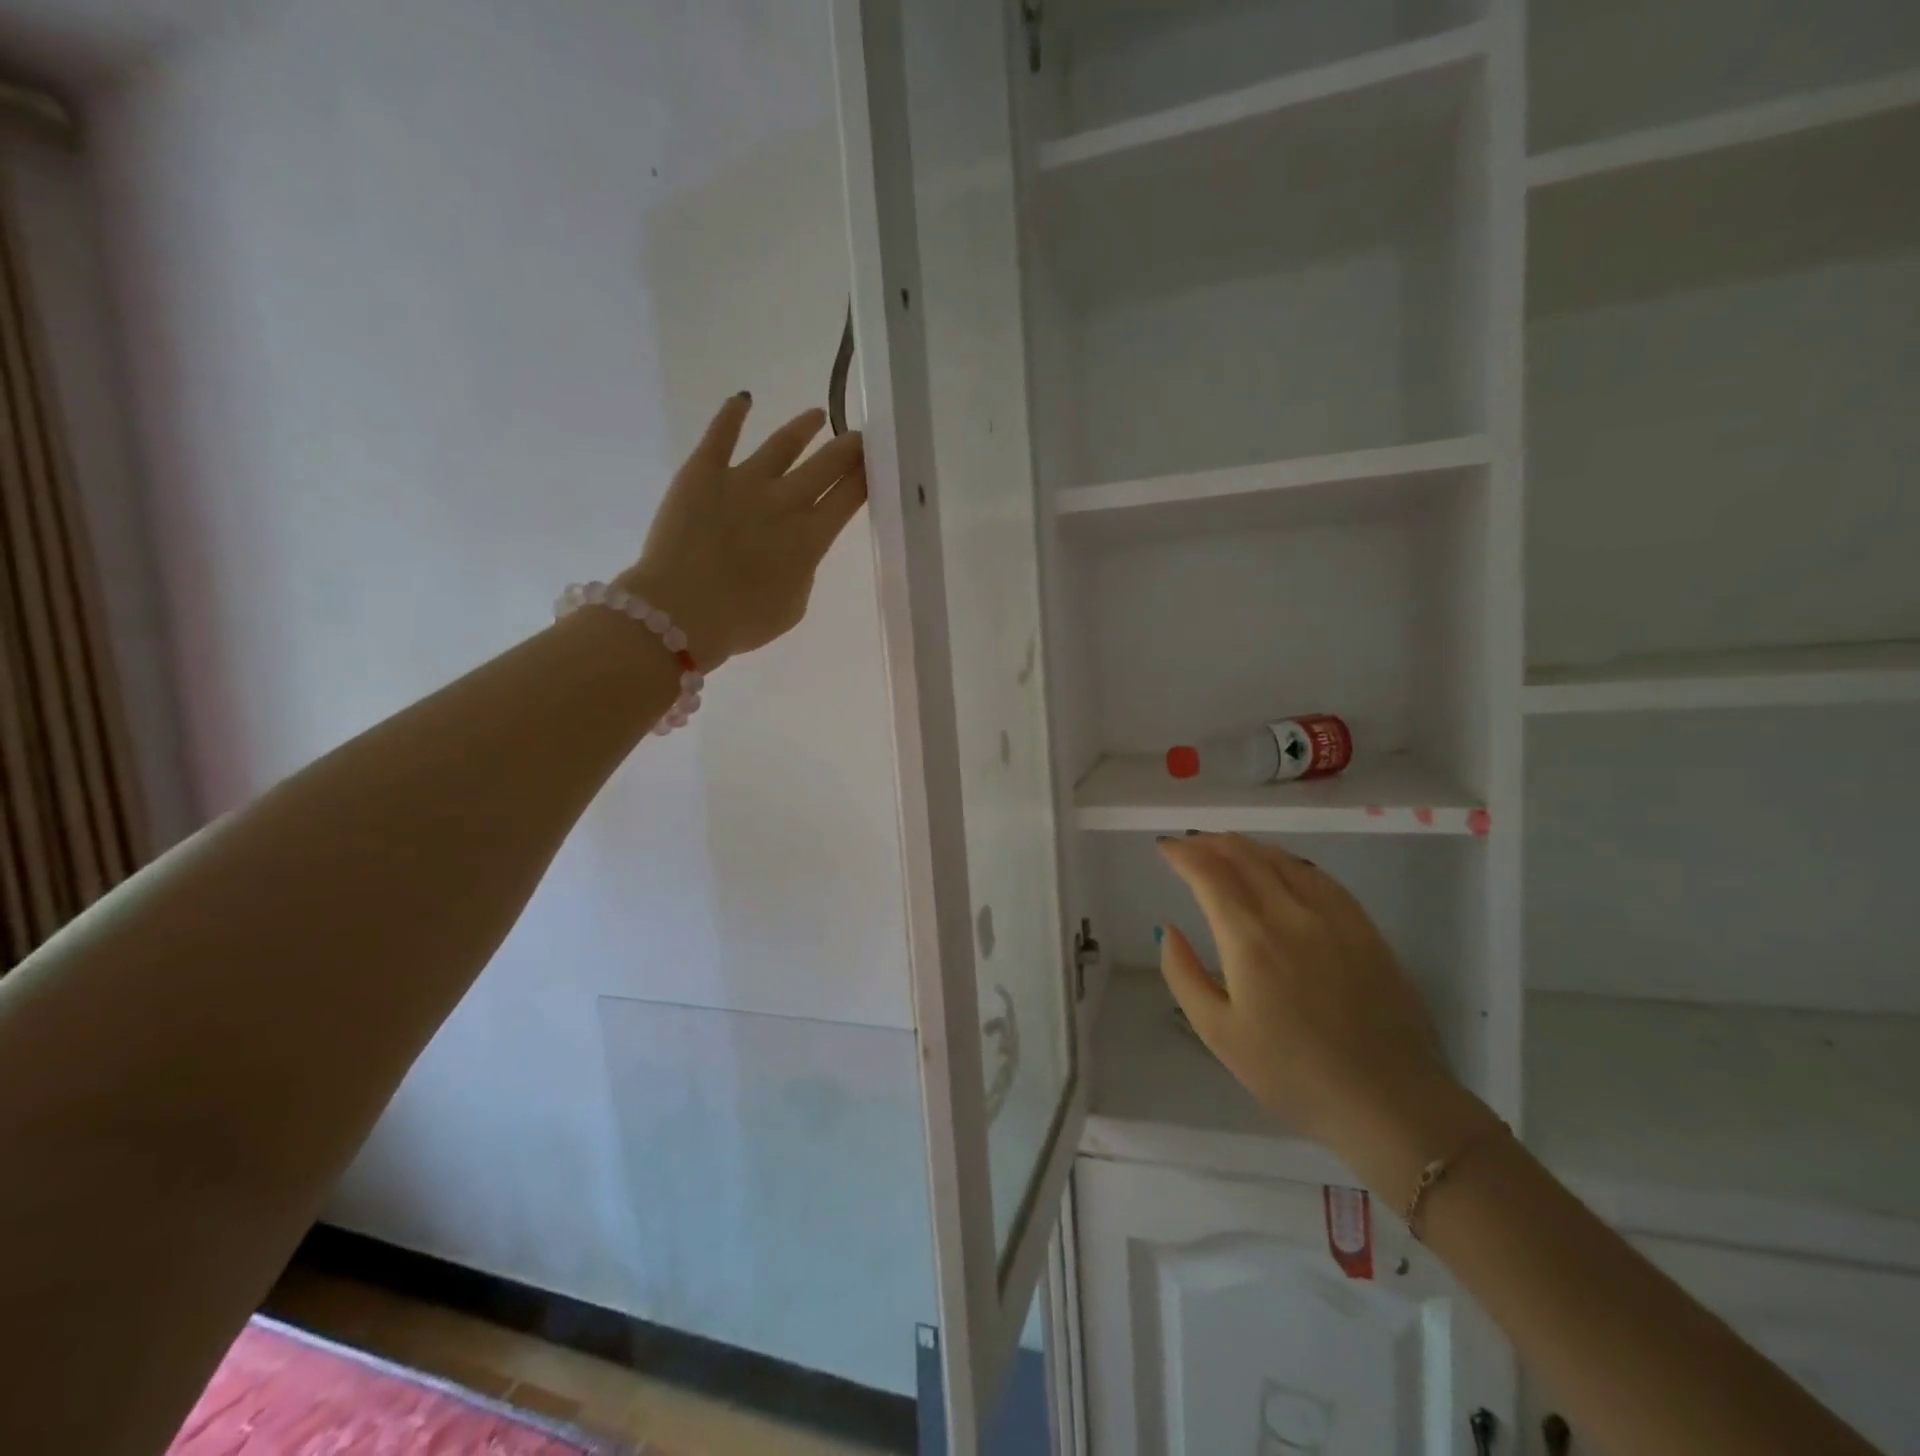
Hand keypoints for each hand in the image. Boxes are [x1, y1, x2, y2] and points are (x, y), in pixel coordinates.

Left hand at [616, 394, 866, 667]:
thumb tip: (795, 549)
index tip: (878, 461)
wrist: (680, 612)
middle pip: (827, 464)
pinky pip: (720, 434)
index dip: (867, 475)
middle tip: (859, 436)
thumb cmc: (742, 621)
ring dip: (803, 428)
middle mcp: (784, 500)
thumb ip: (802, 571)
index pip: (849, 496)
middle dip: (848, 447)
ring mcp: (743, 481)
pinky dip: (733, 414)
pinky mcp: (702, 472)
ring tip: (815, 415)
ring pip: (783, 444)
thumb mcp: (792, 606)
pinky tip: (743, 399)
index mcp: (811, 537)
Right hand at [1156, 834, 1459, 1155]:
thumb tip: (1167, 929)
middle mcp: (1290, 914)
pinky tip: (1280, 866)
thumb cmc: (1292, 1074)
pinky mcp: (1364, 928)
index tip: (1164, 847)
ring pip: (1282, 859)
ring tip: (1225, 846)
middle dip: (1210, 843)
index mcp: (1249, 938)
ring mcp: (1333, 916)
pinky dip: (1287, 860)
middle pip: (1245, 856)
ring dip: (1247, 846)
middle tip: (1188, 843)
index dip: (1183, 854)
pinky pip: (1318, 876)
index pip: (1209, 874)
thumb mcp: (1218, 1034)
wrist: (1388, 1102)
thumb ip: (1184, 974)